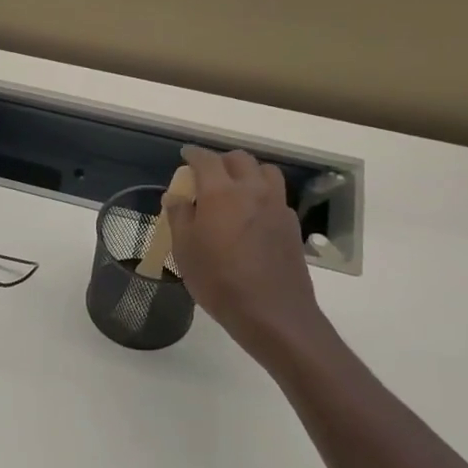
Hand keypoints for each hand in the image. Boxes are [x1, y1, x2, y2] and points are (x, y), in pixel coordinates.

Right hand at [166, 145, 328, 357]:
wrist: (272, 313)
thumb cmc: (219, 281)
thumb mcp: (185, 250)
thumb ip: (179, 217)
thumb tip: (175, 196)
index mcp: (221, 193)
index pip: (206, 160)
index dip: (193, 154)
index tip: (185, 156)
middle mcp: (252, 191)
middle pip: (240, 159)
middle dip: (221, 161)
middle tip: (207, 174)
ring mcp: (277, 206)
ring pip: (265, 172)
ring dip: (248, 172)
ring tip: (234, 189)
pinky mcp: (291, 225)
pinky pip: (276, 196)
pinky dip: (262, 195)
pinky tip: (253, 215)